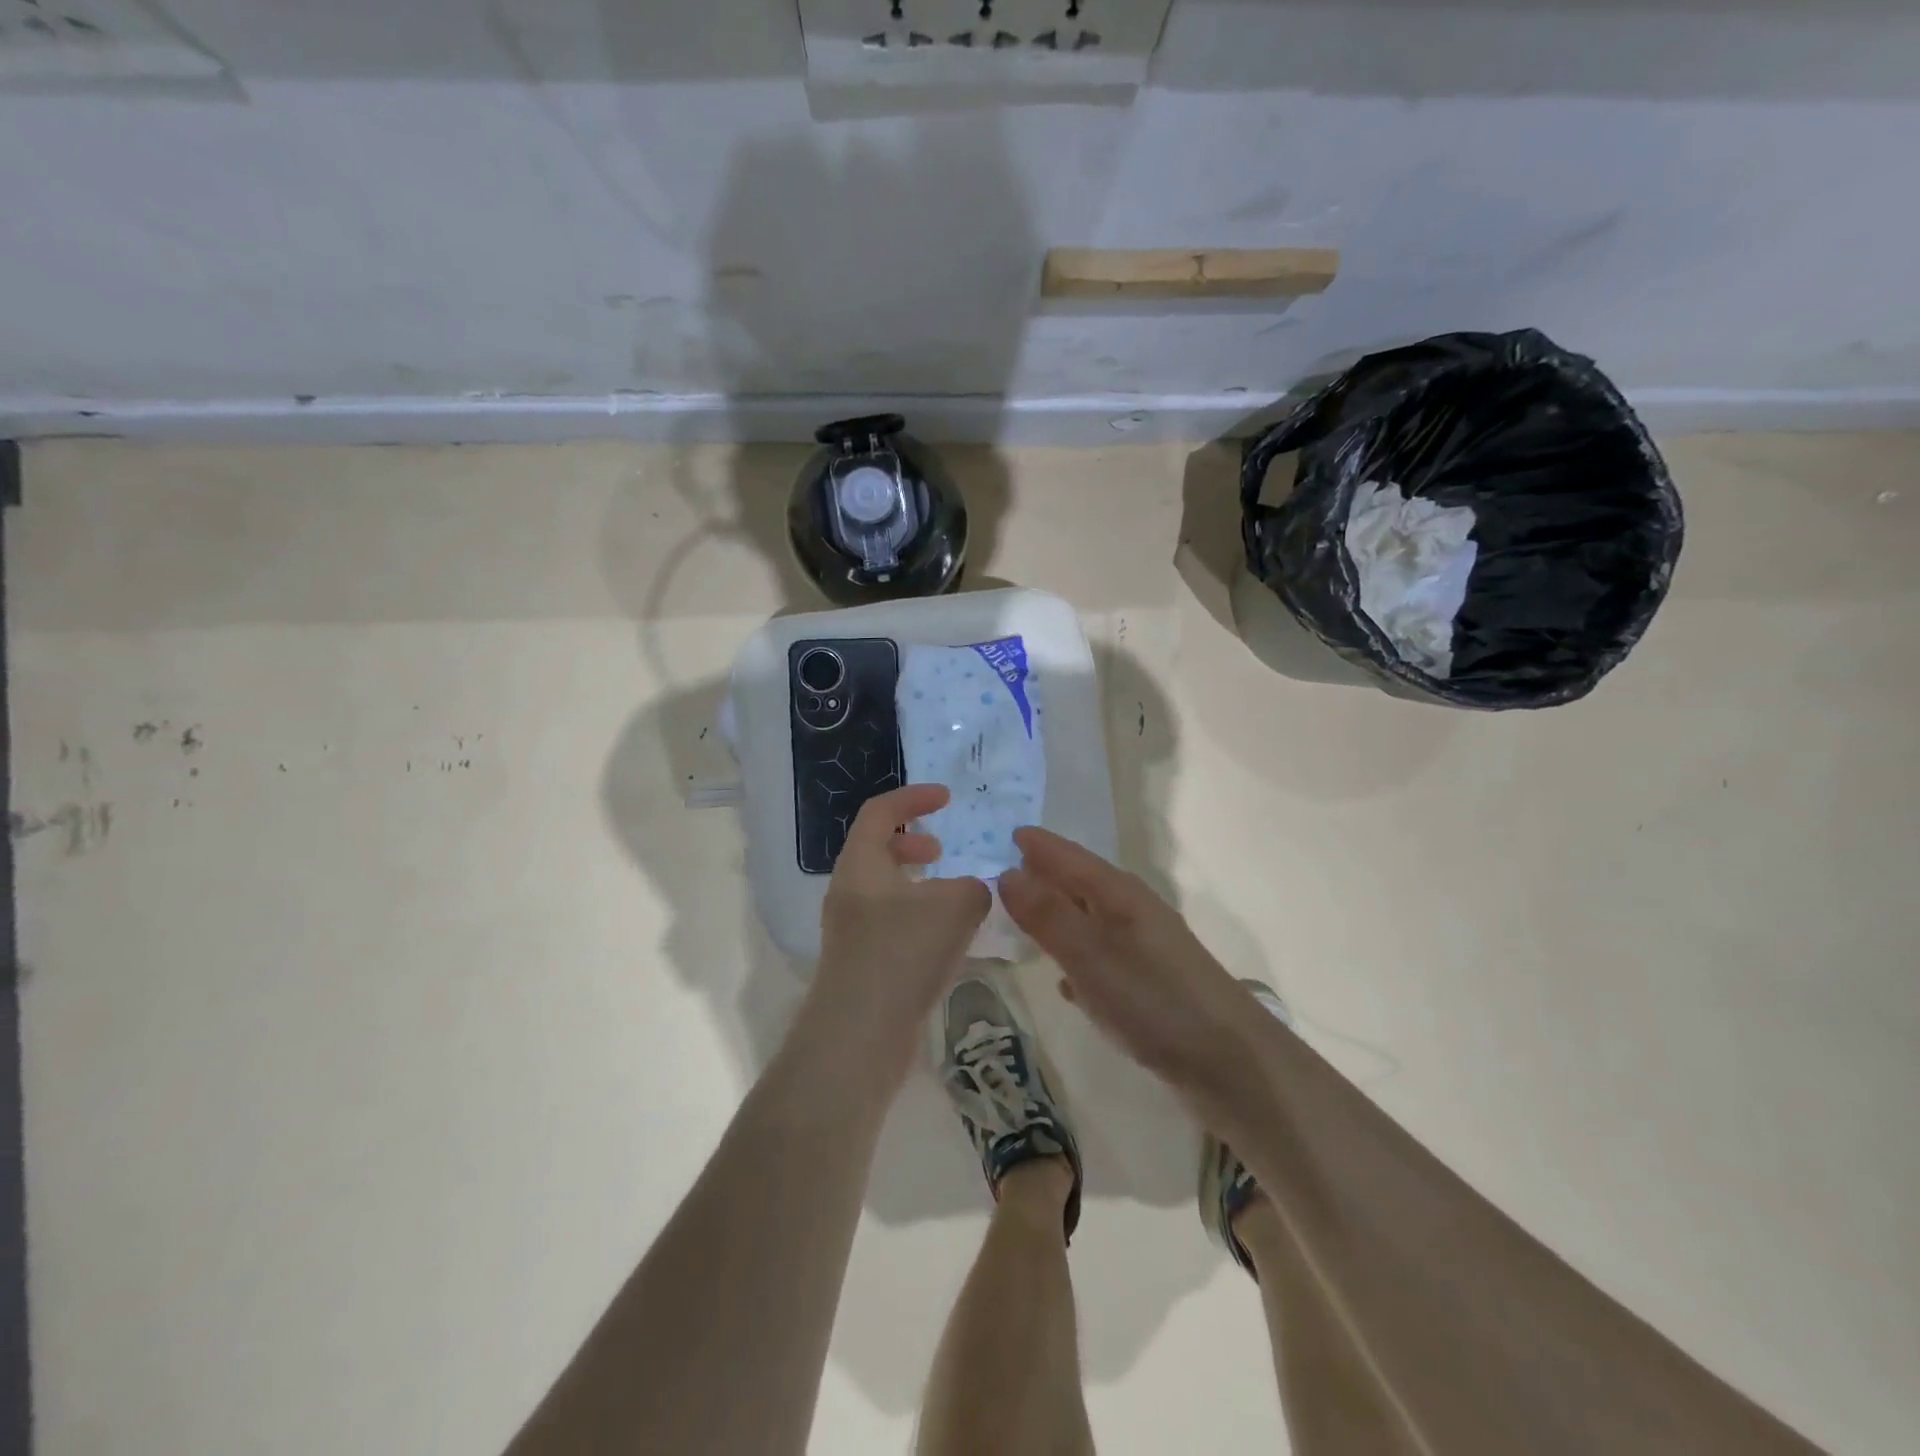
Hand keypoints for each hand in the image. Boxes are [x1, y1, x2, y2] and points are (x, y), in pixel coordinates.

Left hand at [800, 784, 990, 1090]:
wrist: (858, 1036)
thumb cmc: (902, 954)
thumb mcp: (955, 907)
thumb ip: (973, 888)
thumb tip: (970, 892)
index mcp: (861, 864)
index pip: (880, 812)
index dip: (914, 798)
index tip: (946, 798)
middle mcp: (848, 891)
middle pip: (876, 849)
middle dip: (912, 842)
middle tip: (943, 849)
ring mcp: (850, 929)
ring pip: (885, 888)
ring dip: (918, 883)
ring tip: (953, 896)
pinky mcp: (861, 962)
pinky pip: (890, 922)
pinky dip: (917, 915)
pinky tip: (946, 939)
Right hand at [1000, 826, 1264, 1095]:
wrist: (1230, 1063)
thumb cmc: (1154, 1000)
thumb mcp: (1090, 955)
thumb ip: (1047, 915)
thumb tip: (1007, 873)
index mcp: (1119, 895)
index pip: (1071, 857)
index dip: (1040, 846)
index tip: (1009, 833)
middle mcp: (1132, 913)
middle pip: (1081, 883)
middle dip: (1046, 875)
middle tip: (1004, 871)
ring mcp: (1144, 949)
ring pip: (1090, 920)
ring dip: (1059, 916)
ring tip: (1024, 919)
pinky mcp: (1149, 985)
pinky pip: (1100, 958)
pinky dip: (1077, 958)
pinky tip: (1064, 982)